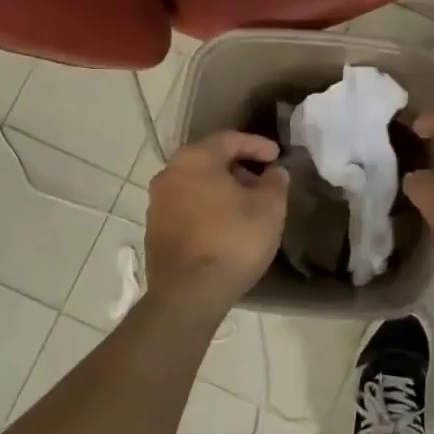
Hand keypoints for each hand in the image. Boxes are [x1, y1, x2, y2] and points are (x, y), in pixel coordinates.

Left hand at [145, 131, 288, 316]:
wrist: (189, 294)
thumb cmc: (233, 241)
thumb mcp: (269, 208)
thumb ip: (275, 182)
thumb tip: (274, 172)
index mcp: (194, 159)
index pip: (230, 139)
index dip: (258, 145)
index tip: (278, 157)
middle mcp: (169, 174)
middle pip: (210, 160)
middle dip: (239, 168)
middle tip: (264, 181)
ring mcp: (157, 203)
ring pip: (197, 184)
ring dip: (222, 189)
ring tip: (247, 205)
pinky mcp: (155, 230)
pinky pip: (187, 207)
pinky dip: (208, 208)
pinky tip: (226, 225)